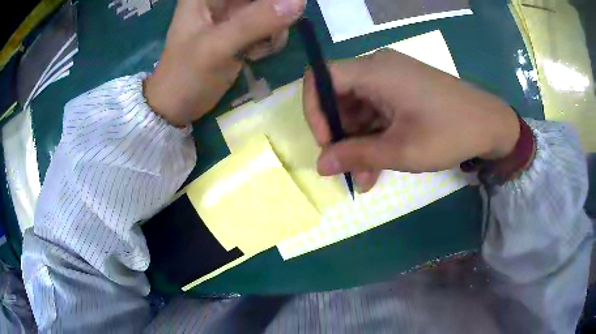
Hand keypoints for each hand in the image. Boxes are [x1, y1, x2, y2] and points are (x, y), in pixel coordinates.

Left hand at [144, 0, 305, 126]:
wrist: (177, 107)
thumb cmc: (186, 75)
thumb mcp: (217, 47)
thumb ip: (255, 22)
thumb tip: (299, 2)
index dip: (268, 1)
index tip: (280, 12)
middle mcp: (221, 0)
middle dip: (275, 11)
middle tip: (269, 34)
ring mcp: (233, 14)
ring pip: (272, 8)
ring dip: (275, 28)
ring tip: (257, 50)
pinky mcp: (242, 31)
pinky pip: (271, 24)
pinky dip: (270, 39)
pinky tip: (255, 55)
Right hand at [303, 49, 519, 192]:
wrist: (491, 124)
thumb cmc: (449, 133)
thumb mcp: (401, 149)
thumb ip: (356, 155)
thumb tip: (320, 165)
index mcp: (375, 70)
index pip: (321, 77)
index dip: (314, 110)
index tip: (326, 143)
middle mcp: (379, 67)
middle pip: (339, 95)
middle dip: (338, 133)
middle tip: (345, 168)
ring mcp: (392, 78)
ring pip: (358, 107)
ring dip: (357, 141)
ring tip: (364, 177)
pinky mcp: (403, 90)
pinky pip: (376, 110)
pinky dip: (373, 136)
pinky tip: (377, 164)